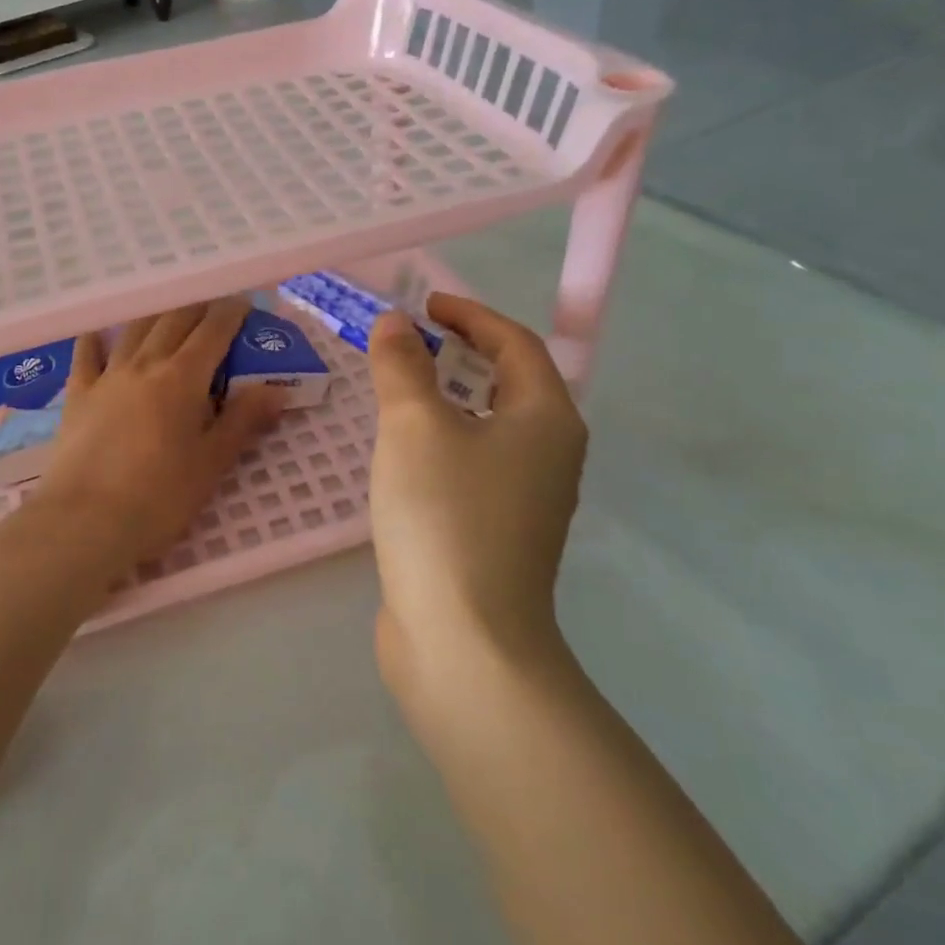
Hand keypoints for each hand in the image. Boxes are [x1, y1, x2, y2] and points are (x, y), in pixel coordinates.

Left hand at [26, 297, 287, 585]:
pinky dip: (96, 340)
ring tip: (168, 312)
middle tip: (212, 306)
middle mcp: (145, 365)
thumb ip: (243, 421)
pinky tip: (98, 334)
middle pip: (173, 321)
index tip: (242, 302)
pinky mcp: (77, 395)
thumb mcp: (211, 464)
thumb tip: (276, 389)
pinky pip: (86, 356)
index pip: (212, 331)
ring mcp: (107, 377)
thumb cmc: (159, 498)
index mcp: (182, 378)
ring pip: (134, 331)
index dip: (230, 313)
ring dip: (155, 316)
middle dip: (196, 308)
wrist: (84, 521)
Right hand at [366, 295, 587, 705]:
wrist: (464, 641)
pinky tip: (404, 451)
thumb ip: (403, 365)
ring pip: (488, 425)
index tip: (424, 304)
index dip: (470, 315)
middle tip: (408, 341)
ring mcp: (526, 499)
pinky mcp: (497, 532)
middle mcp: (549, 454)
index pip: (516, 344)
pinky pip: (472, 462)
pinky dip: (443, 438)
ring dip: (448, 396)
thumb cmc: (446, 514)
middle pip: (508, 382)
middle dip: (459, 353)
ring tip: (399, 388)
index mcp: (546, 419)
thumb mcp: (415, 425)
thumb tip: (396, 324)